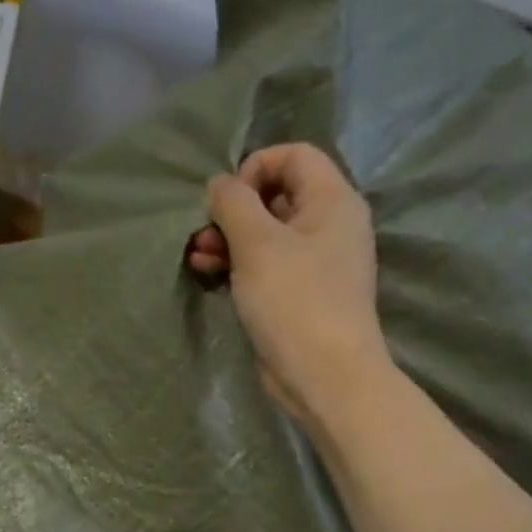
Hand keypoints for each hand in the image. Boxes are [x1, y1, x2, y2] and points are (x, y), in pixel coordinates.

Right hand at [187, 144, 391, 423]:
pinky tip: (208, 274)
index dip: (255, 166)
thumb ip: (233, 202)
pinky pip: (268, 265)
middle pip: (277, 195)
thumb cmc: (294, 300)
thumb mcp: (257, 243)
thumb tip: (220, 185)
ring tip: (198, 256)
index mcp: (332, 200)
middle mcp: (330, 225)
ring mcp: (317, 262)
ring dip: (229, 239)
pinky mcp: (301, 294)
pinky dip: (239, 264)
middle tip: (205, 231)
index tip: (228, 198)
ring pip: (267, 233)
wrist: (325, 376)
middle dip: (234, 209)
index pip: (294, 155)